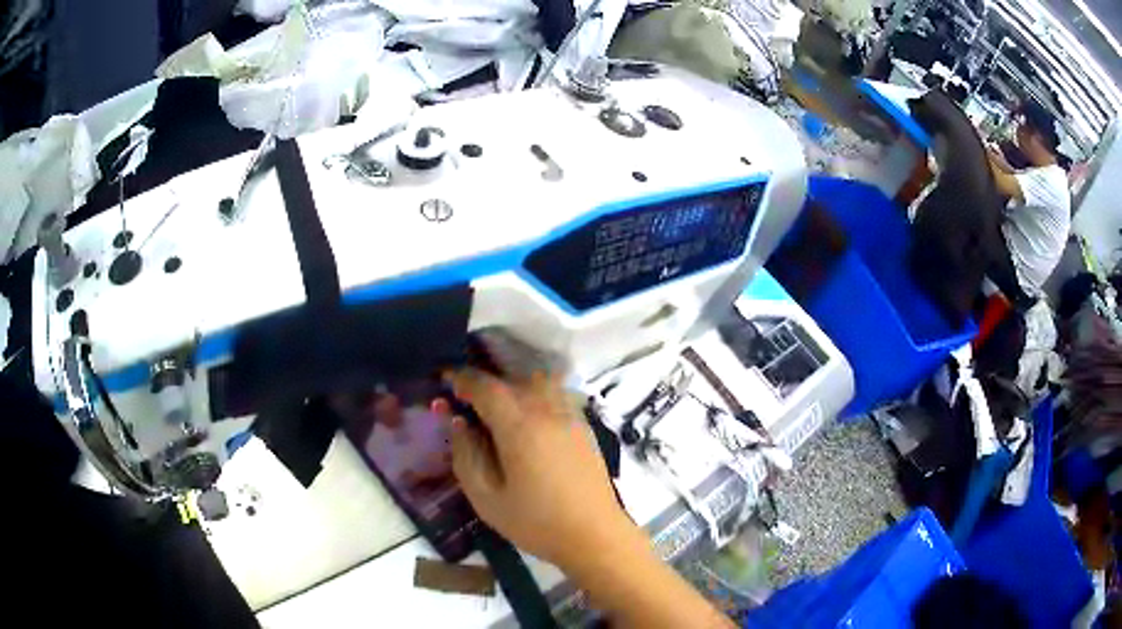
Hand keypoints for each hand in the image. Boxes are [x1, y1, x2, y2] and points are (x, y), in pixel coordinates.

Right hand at [433, 370, 631, 571]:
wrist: (594, 536)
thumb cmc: (536, 523)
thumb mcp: (486, 498)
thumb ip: (466, 456)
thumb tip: (457, 422)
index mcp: (520, 427)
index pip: (486, 388)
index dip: (463, 379)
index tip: (446, 380)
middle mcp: (547, 412)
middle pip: (513, 380)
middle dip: (486, 382)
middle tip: (466, 396)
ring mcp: (570, 417)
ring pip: (538, 382)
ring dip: (513, 384)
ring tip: (497, 405)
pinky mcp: (584, 428)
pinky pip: (556, 395)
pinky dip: (536, 393)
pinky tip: (528, 417)